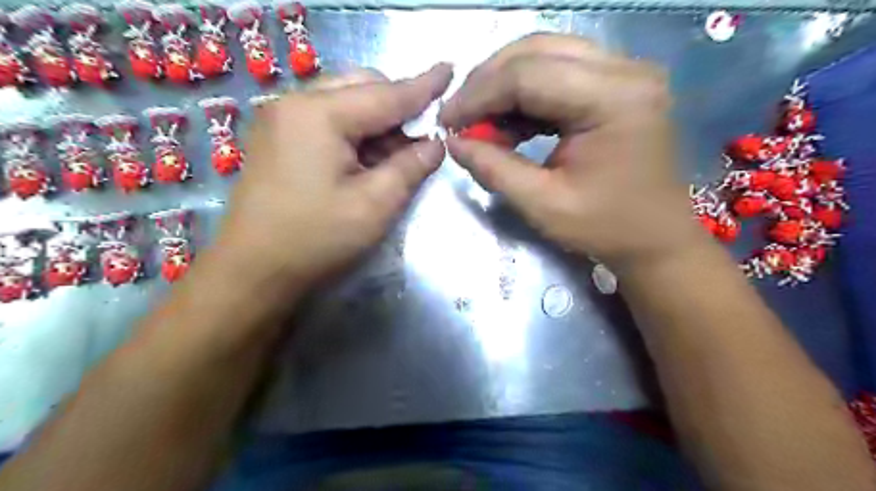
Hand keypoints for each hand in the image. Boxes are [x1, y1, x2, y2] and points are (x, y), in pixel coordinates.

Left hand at [212, 65, 451, 287]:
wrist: (252, 271)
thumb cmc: (316, 239)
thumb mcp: (375, 205)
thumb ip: (410, 167)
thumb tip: (436, 143)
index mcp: (319, 114)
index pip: (386, 94)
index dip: (423, 86)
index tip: (449, 69)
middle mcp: (295, 104)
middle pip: (361, 87)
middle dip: (396, 106)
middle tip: (419, 138)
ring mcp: (281, 119)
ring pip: (344, 102)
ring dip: (377, 122)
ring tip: (394, 157)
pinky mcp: (277, 138)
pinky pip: (327, 119)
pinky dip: (354, 133)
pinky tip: (365, 160)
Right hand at [442, 35, 705, 271]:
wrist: (656, 239)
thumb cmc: (606, 228)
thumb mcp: (543, 205)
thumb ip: (494, 169)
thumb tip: (453, 142)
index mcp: (614, 100)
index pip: (528, 75)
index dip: (478, 95)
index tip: (447, 120)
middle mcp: (626, 70)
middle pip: (536, 50)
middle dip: (488, 82)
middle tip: (460, 117)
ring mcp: (626, 72)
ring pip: (546, 54)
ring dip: (505, 85)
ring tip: (481, 122)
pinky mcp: (619, 83)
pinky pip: (560, 71)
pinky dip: (527, 93)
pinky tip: (510, 122)